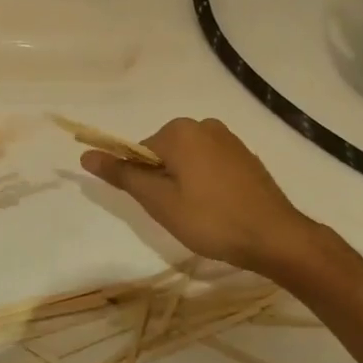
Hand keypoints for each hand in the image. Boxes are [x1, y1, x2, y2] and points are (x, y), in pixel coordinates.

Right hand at [80, 117, 322, 279]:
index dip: (141, 182)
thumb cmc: (211, 220)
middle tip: (178, 214)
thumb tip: (87, 154)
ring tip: (199, 215)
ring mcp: (229, 139)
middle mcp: (204, 125)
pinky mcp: (245, 156)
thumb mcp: (159, 201)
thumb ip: (123, 175)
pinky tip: (218, 209)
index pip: (139, 152)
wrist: (275, 236)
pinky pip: (211, 165)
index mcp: (180, 131)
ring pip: (188, 161)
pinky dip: (206, 184)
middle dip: (163, 182)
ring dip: (184, 184)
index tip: (156, 207)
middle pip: (164, 153)